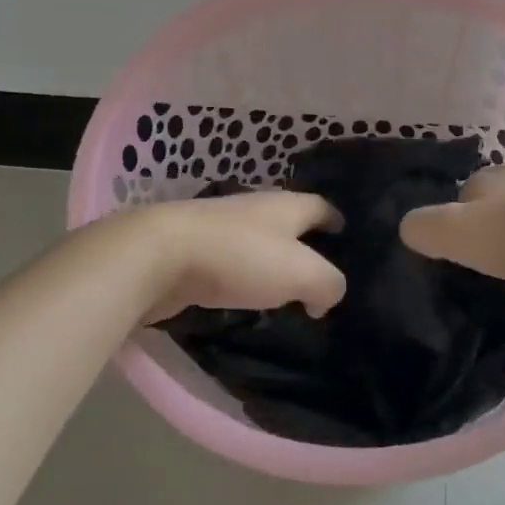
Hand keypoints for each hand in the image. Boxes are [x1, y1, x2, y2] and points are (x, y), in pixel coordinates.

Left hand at [137, 190, 346, 324]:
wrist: (158, 256)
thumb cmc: (240, 257)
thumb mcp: (303, 273)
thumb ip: (328, 284)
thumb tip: (326, 298)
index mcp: (286, 205)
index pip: (322, 207)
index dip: (337, 222)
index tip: (347, 240)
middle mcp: (255, 209)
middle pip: (289, 224)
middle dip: (304, 246)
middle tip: (319, 275)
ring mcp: (219, 228)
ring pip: (257, 244)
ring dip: (270, 264)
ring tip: (284, 293)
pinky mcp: (191, 250)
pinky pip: (228, 264)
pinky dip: (241, 278)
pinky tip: (243, 299)